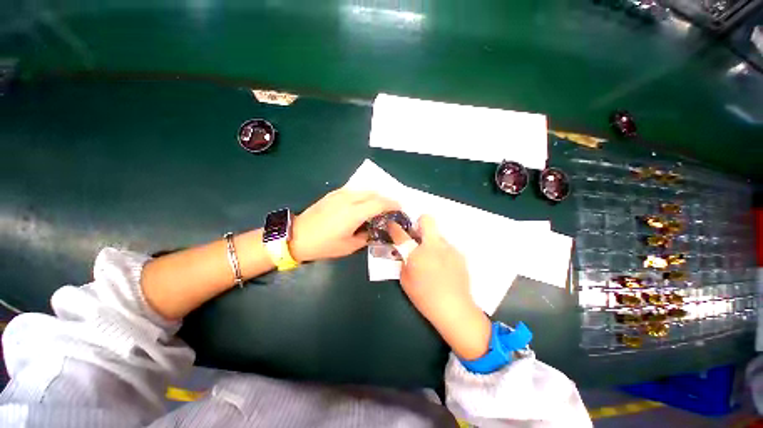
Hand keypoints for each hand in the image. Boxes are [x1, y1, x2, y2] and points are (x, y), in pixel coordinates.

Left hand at [290, 188, 399, 262]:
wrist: (296, 236)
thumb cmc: (324, 245)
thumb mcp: (349, 246)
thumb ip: (366, 237)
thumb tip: (374, 230)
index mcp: (354, 213)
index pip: (380, 203)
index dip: (392, 204)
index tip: (400, 208)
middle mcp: (349, 199)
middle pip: (374, 193)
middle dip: (385, 199)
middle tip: (390, 209)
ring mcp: (340, 194)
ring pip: (364, 190)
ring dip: (374, 196)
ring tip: (377, 207)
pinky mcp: (333, 194)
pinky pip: (353, 191)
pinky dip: (363, 195)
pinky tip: (361, 204)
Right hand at [389, 215, 490, 359]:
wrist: (454, 308)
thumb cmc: (425, 297)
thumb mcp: (405, 281)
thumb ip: (403, 262)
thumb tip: (405, 252)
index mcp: (416, 253)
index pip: (401, 234)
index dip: (394, 227)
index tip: (392, 225)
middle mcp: (433, 245)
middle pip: (427, 220)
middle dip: (420, 223)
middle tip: (417, 237)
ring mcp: (448, 248)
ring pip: (437, 235)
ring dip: (432, 242)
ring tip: (433, 260)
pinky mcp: (459, 254)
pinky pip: (447, 247)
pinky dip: (442, 252)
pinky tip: (444, 268)